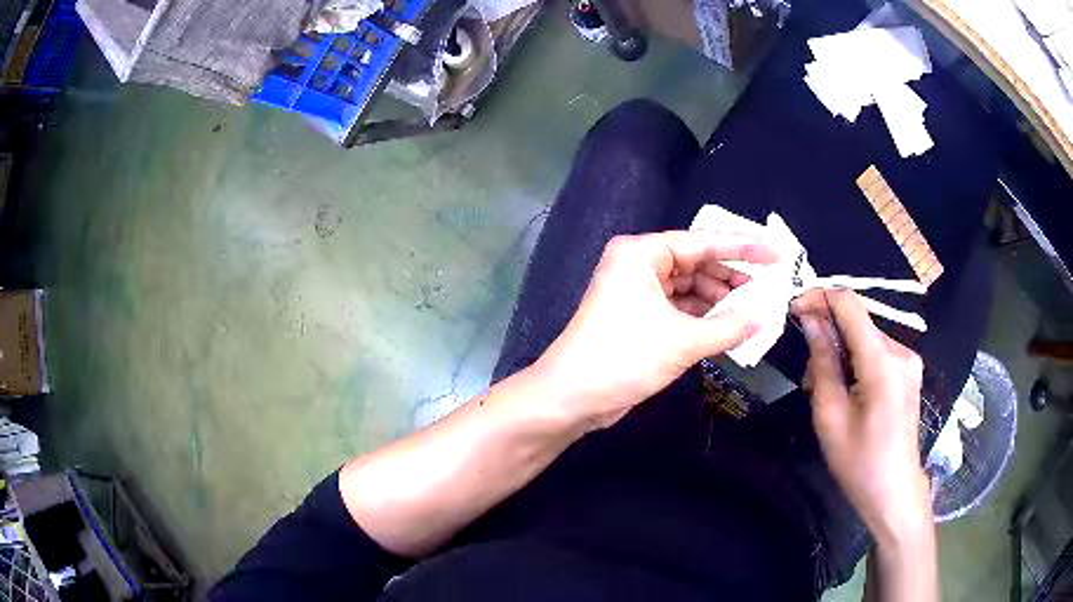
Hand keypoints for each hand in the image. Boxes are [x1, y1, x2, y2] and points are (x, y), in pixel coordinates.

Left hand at [533, 231, 776, 430]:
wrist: (573, 397)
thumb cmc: (625, 357)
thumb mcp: (683, 341)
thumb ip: (729, 326)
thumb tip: (763, 317)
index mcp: (642, 253)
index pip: (702, 242)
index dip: (742, 247)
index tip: (775, 253)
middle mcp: (638, 265)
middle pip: (696, 263)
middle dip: (731, 277)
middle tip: (767, 288)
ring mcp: (637, 292)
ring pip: (689, 288)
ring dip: (719, 300)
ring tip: (753, 310)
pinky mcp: (639, 318)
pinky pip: (680, 309)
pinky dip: (704, 317)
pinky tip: (729, 326)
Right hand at [793, 289, 931, 544]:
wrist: (894, 493)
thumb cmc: (859, 463)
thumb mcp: (830, 416)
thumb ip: (822, 363)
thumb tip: (811, 320)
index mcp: (882, 361)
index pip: (850, 305)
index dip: (819, 297)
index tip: (794, 309)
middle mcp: (901, 350)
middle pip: (857, 322)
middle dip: (828, 335)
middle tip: (807, 375)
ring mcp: (908, 361)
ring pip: (866, 337)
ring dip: (841, 351)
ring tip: (825, 389)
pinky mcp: (909, 372)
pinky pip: (876, 352)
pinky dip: (856, 361)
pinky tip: (847, 390)